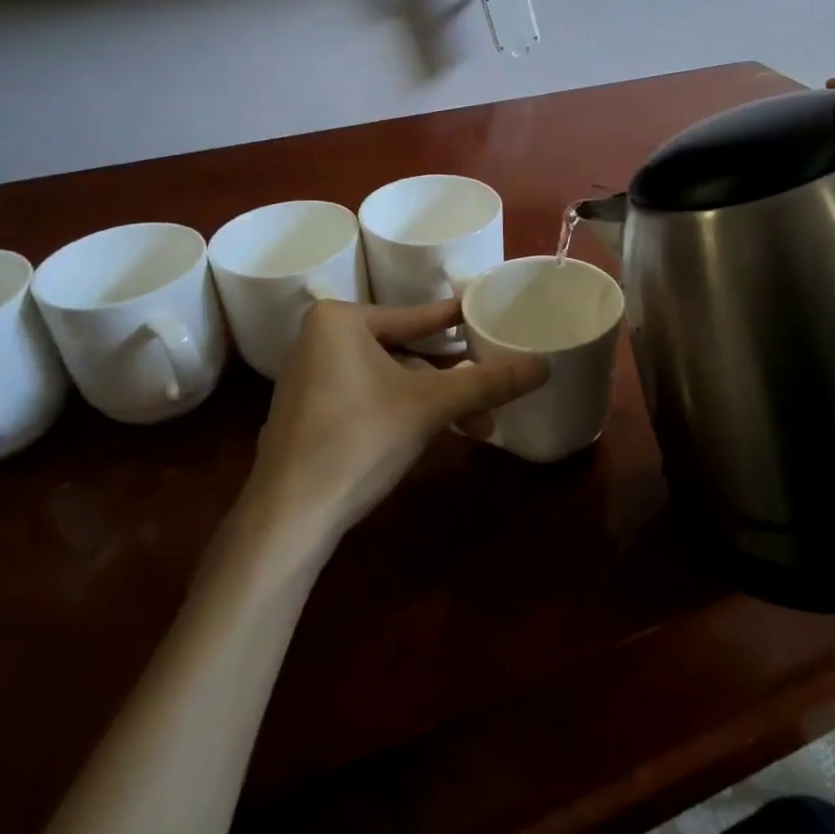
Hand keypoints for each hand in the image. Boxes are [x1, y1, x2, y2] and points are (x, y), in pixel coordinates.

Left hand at [243, 299, 548, 539]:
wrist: (290, 517)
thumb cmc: (359, 441)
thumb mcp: (432, 406)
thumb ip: (488, 382)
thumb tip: (544, 366)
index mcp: (340, 320)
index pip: (419, 317)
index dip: (463, 323)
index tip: (495, 317)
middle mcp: (320, 339)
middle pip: (407, 351)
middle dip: (452, 382)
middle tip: (491, 398)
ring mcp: (311, 377)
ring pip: (392, 379)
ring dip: (434, 403)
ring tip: (474, 429)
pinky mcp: (311, 411)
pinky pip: (370, 397)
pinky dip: (404, 412)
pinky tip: (435, 434)